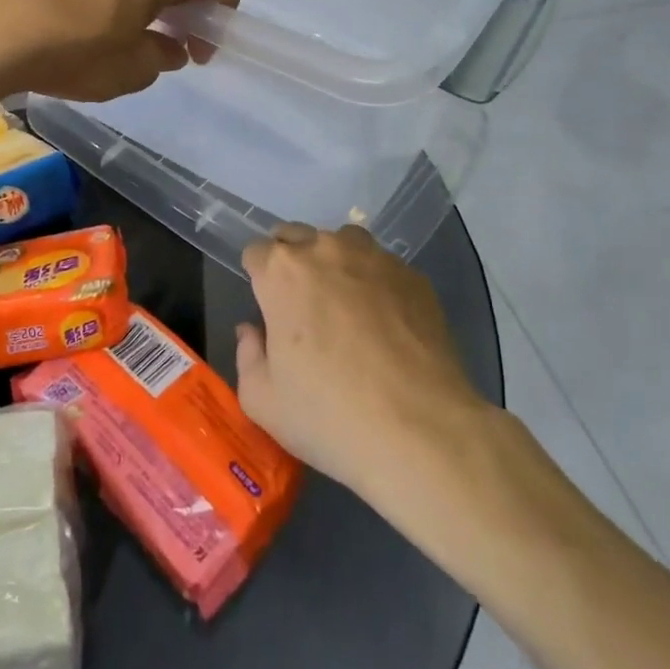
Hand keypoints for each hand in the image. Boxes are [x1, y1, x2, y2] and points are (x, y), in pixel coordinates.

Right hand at [235, 224, 492, 499]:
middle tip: (303, 308)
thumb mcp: (263, 401)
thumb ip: (247, 355)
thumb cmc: (329, 416)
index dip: (258, 279)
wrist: (421, 431)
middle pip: (297, 237)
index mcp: (281, 271)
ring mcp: (374, 258)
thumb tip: (253, 331)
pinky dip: (376, 284)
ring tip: (346, 308)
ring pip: (343, 243)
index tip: (269, 309)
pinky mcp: (413, 275)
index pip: (256, 253)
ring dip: (335, 264)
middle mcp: (325, 249)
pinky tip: (387, 324)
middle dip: (293, 263)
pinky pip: (383, 267)